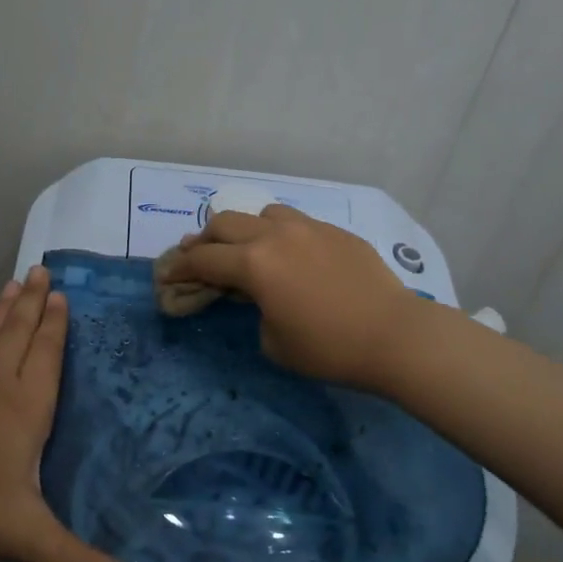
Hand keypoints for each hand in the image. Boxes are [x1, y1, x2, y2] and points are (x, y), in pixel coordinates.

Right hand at [165, 205, 425, 392]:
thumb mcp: (273, 342)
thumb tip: (259, 297)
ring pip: (262, 213)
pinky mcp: (335, 232)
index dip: (179, 267)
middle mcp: (275, 235)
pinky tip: (291, 256)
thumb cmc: (329, 348)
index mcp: (254, 264)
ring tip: (247, 249)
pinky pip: (296, 222)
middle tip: (199, 257)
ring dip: (245, 229)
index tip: (166, 274)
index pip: (203, 259)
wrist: (395, 336)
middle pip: (225, 223)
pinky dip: (280, 234)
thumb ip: (254, 310)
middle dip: (205, 240)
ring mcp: (308, 228)